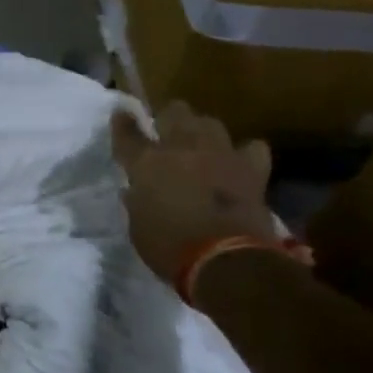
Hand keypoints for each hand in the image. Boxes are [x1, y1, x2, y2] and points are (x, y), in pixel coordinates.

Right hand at [111, 102, 273, 288]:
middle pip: (174, 111)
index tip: (121, 114)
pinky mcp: (251, 170)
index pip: (128, 132)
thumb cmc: (169, 248)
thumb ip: (137, 200)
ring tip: (201, 145)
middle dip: (169, 118)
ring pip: (210, 122)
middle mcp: (181, 148)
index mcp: (146, 162)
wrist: (226, 261)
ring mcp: (219, 154)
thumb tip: (136, 190)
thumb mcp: (137, 226)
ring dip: (202, 131)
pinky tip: (239, 163)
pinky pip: (252, 148)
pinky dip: (245, 153)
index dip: (123, 122)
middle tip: (166, 133)